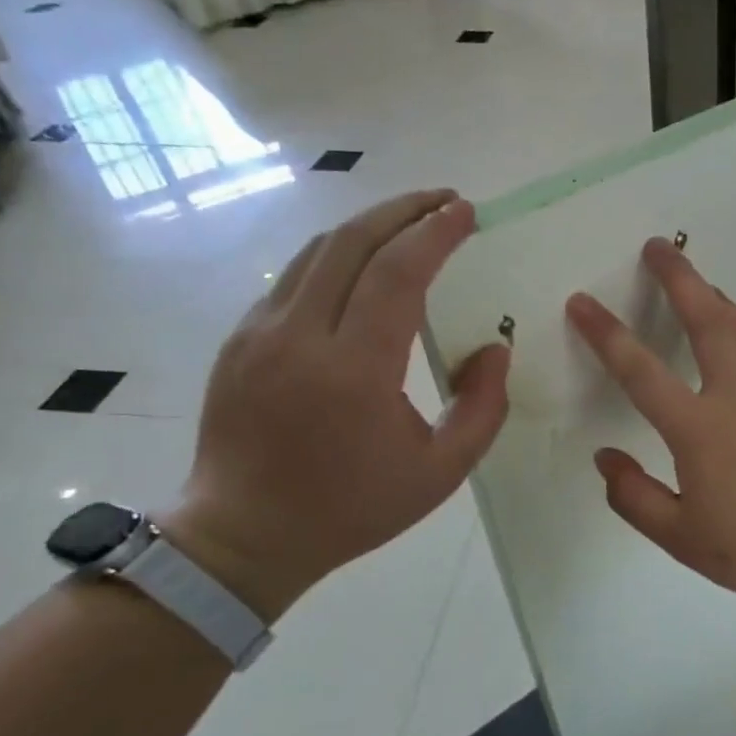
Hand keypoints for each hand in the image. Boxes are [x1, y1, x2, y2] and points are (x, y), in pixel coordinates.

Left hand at [164, 191, 510, 618]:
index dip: (435, 233)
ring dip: (369, 225)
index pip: (398, 274)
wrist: (243, 535)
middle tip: (445, 200)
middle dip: (404, 210)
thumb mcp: (441, 473)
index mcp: (354, 370)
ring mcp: (260, 332)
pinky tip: (363, 265)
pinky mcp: (240, 339)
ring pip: (318, 251)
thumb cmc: (352, 508)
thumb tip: (495, 347)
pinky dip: (337, 255)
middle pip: (353, 242)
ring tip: (411, 221)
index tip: (466, 211)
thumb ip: (483, 407)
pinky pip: (295, 276)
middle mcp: (300, 336)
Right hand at [566, 237, 735, 612]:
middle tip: (658, 245)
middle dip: (678, 277)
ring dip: (712, 295)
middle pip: (706, 319)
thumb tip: (606, 458)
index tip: (582, 301)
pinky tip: (734, 331)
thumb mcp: (682, 537)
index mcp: (700, 429)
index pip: (641, 370)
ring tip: (693, 278)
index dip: (606, 333)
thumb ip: (634, 497)